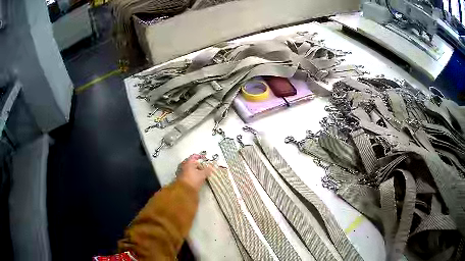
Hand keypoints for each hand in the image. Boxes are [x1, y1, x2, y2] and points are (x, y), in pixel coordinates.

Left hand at [177, 154, 212, 191]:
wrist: (184, 190)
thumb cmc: (193, 180)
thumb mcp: (202, 175)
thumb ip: (207, 170)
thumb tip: (211, 167)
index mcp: (188, 162)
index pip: (194, 156)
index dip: (200, 157)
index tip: (204, 159)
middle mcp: (183, 165)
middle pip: (191, 162)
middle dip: (198, 164)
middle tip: (204, 166)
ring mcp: (181, 172)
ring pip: (189, 168)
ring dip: (195, 170)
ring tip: (202, 173)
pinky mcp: (181, 178)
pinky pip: (188, 173)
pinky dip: (192, 174)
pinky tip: (197, 177)